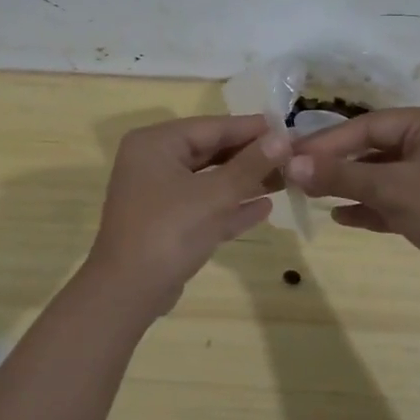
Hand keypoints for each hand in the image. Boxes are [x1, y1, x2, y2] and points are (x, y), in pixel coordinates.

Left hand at [84, 114, 288, 317]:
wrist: (128, 292)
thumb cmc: (170, 231)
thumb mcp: (215, 195)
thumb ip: (250, 165)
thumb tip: (281, 138)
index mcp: (156, 144)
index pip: (211, 126)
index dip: (251, 129)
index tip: (287, 128)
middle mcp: (153, 162)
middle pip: (210, 151)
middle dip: (250, 157)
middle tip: (292, 156)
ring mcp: (157, 194)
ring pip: (208, 180)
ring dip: (244, 181)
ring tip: (286, 180)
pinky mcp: (165, 223)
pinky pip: (203, 206)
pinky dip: (230, 206)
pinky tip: (264, 208)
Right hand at [285, 106, 419, 290]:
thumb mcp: (391, 190)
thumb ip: (340, 176)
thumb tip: (289, 164)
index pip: (369, 125)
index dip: (328, 141)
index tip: (292, 154)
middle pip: (373, 148)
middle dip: (336, 164)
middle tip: (296, 176)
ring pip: (381, 175)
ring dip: (348, 186)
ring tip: (311, 195)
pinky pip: (392, 199)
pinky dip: (368, 206)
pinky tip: (340, 217)